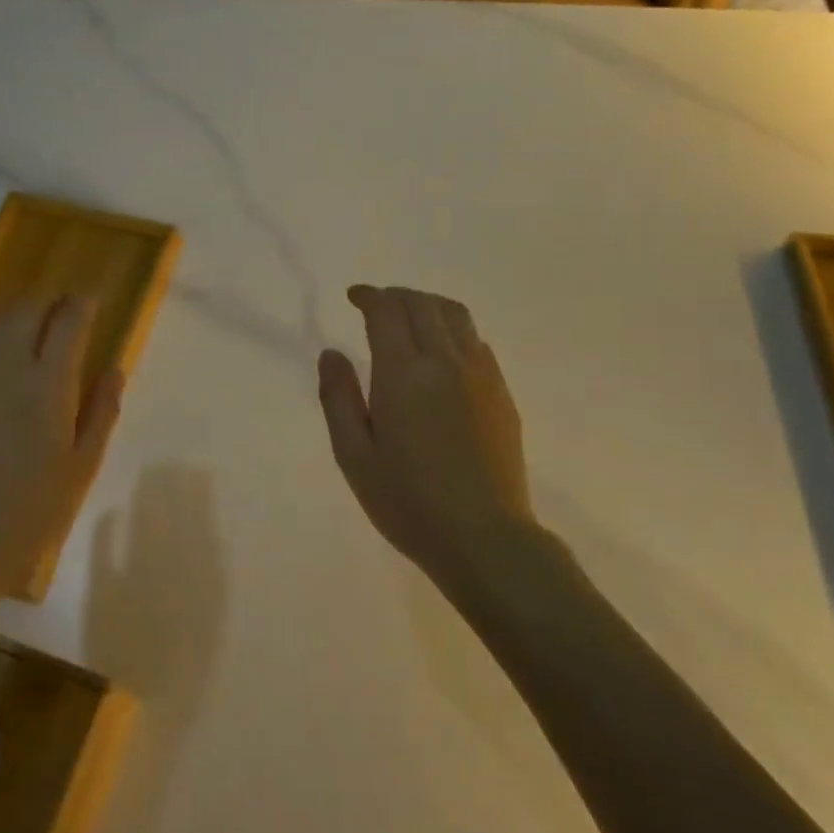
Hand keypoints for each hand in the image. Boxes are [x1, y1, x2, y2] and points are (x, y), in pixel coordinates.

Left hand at [0, 297, 123, 621]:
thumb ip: (101, 411)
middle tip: (63, 306)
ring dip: (17, 315)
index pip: (68, 322)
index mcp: (47, 385)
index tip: (91, 299)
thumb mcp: (82, 466)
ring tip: (31, 323)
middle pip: (27, 311)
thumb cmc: (31, 512)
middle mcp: (5, 368)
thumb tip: (114, 369)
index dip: (82, 304)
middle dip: (49, 301)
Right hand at [318, 286, 537, 588]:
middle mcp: (445, 362)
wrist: (483, 537)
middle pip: (423, 304)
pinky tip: (443, 352)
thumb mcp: (354, 456)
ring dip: (428, 305)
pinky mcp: (502, 393)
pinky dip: (454, 330)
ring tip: (411, 318)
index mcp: (404, 374)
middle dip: (396, 295)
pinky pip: (477, 341)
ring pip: (456, 315)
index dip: (368, 296)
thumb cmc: (407, 502)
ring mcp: (481, 375)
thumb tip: (331, 353)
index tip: (354, 297)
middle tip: (377, 305)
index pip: (387, 311)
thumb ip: (338, 398)